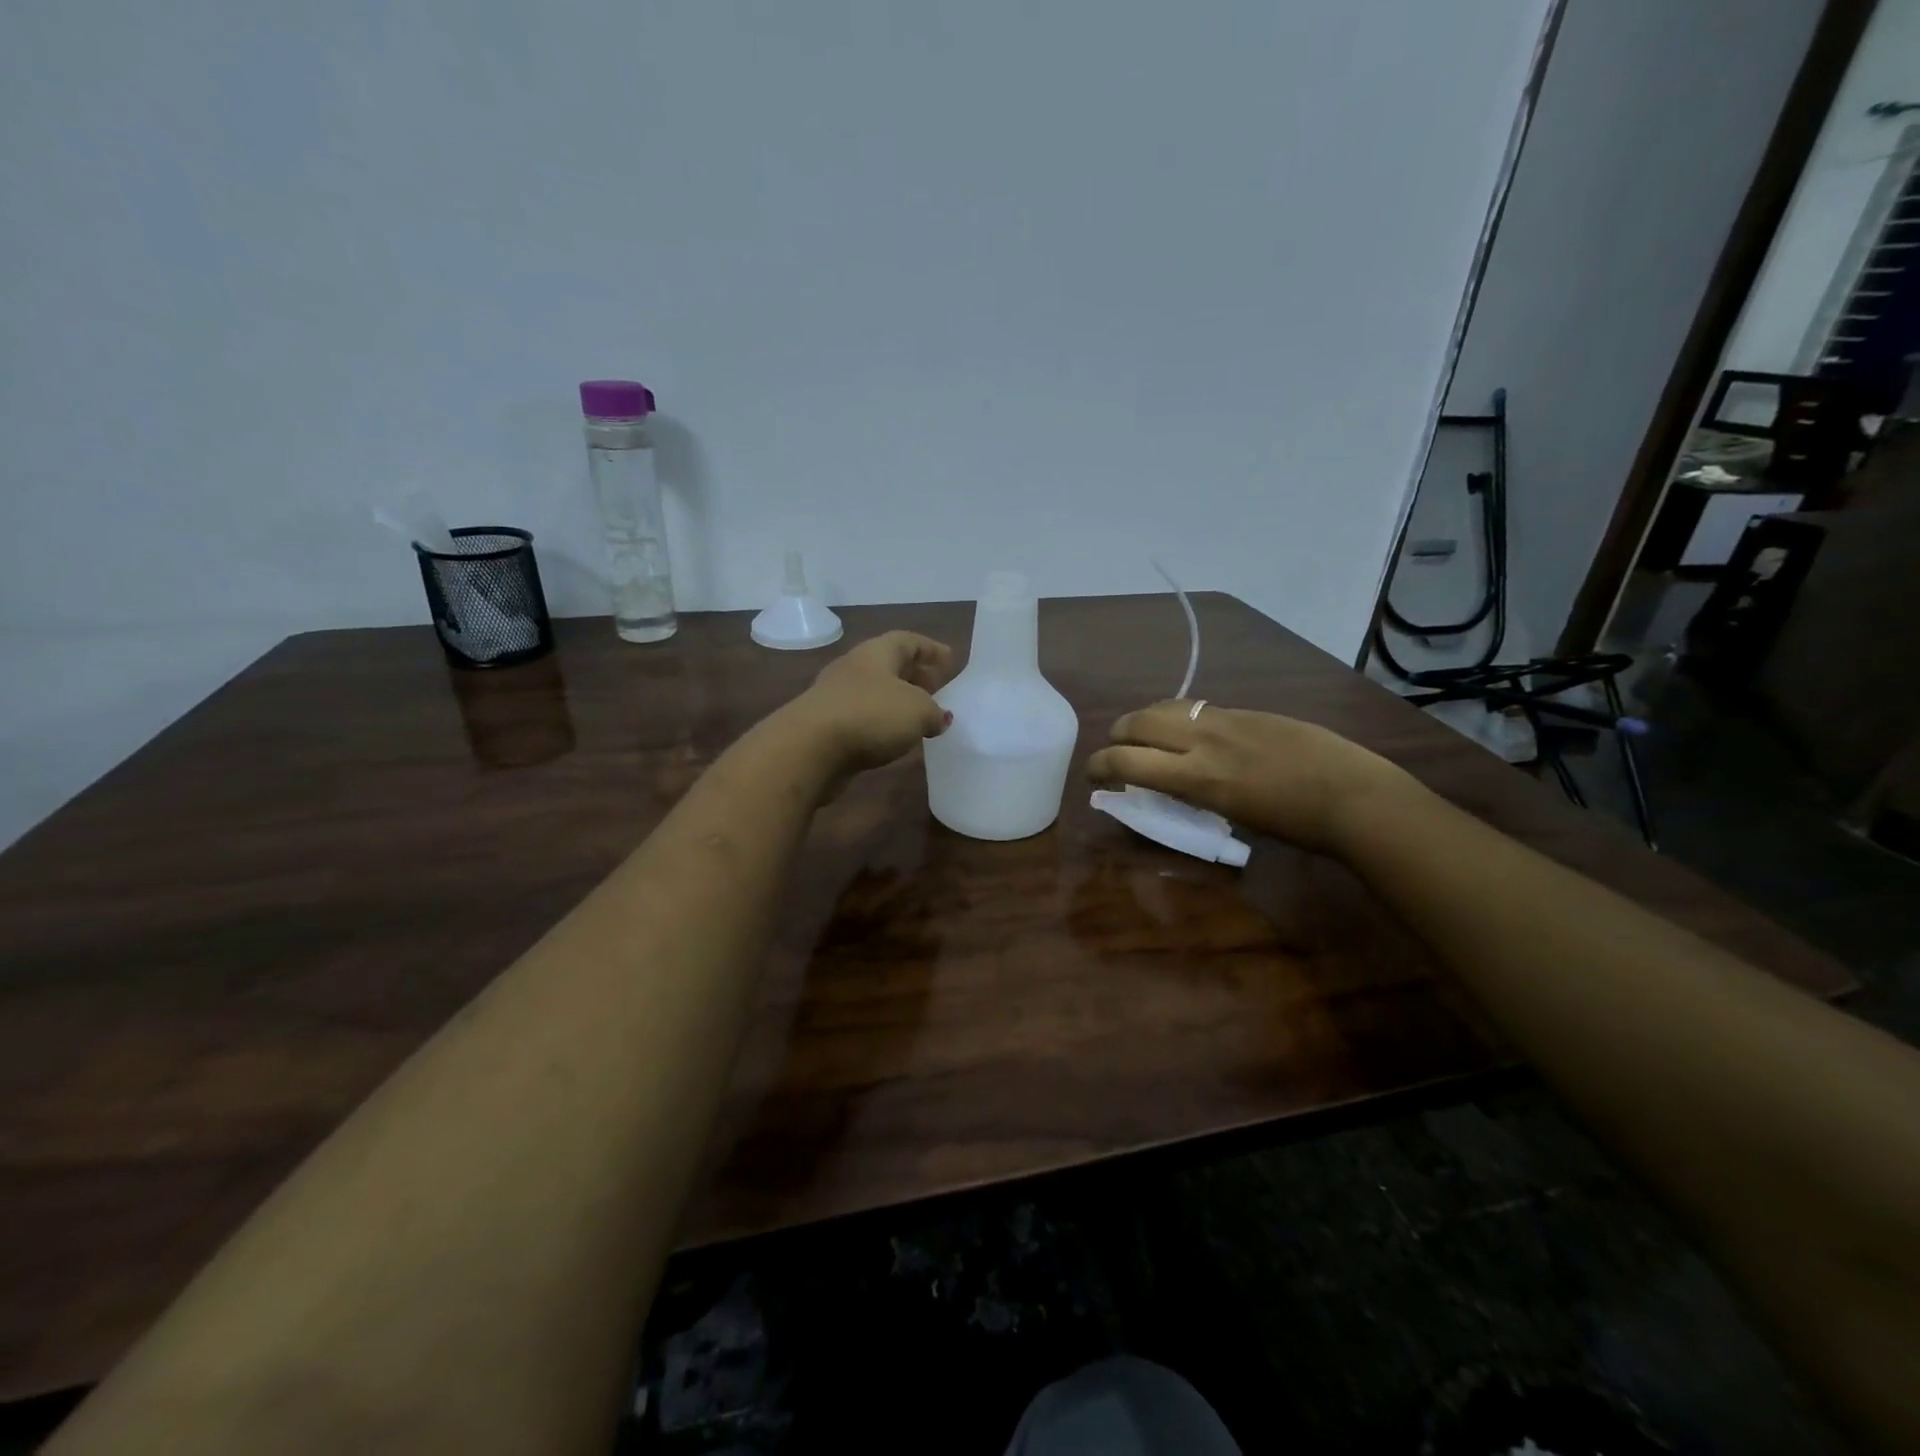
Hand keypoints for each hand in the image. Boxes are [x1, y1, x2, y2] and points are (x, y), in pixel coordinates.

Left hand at [783, 631, 955, 780]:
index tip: (951, 660)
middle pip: (889, 666)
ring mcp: (836, 696)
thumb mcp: (918, 712)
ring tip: (920, 718)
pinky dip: (881, 723)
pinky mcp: (826, 725)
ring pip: (875, 692)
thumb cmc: (870, 716)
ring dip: (898, 702)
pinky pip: (862, 717)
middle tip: (938, 690)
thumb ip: (935, 712)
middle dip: (915, 676)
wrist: (809, 748)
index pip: (908, 641)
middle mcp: (854, 667)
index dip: (931, 649)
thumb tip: (940, 717)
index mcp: (877, 653)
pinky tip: (893, 739)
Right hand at [1086, 700, 1419, 853]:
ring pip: (1165, 707)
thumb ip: (1191, 794)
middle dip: (1115, 736)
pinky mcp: (1245, 710)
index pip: (1127, 762)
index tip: (1092, 775)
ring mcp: (1226, 719)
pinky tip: (1185, 730)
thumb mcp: (1231, 816)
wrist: (1353, 795)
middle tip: (1115, 753)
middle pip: (1137, 722)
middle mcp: (1204, 740)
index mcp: (1198, 777)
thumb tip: (1165, 785)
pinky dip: (1176, 717)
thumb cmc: (1294, 825)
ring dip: (1143, 721)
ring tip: (1145, 737)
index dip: (1099, 765)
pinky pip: (1195, 707)